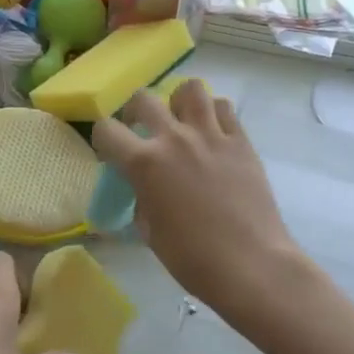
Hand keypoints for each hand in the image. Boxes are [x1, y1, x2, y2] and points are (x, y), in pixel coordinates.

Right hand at [92, 80, 301, 320]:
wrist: (250, 264)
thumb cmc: (193, 258)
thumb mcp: (151, 233)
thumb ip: (142, 200)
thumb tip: (145, 190)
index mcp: (145, 163)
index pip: (107, 130)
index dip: (103, 140)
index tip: (111, 153)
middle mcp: (175, 138)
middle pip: (144, 99)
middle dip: (135, 112)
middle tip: (142, 131)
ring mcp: (212, 135)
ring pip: (190, 89)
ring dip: (178, 102)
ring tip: (182, 122)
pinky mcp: (241, 141)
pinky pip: (224, 108)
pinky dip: (213, 114)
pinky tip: (213, 134)